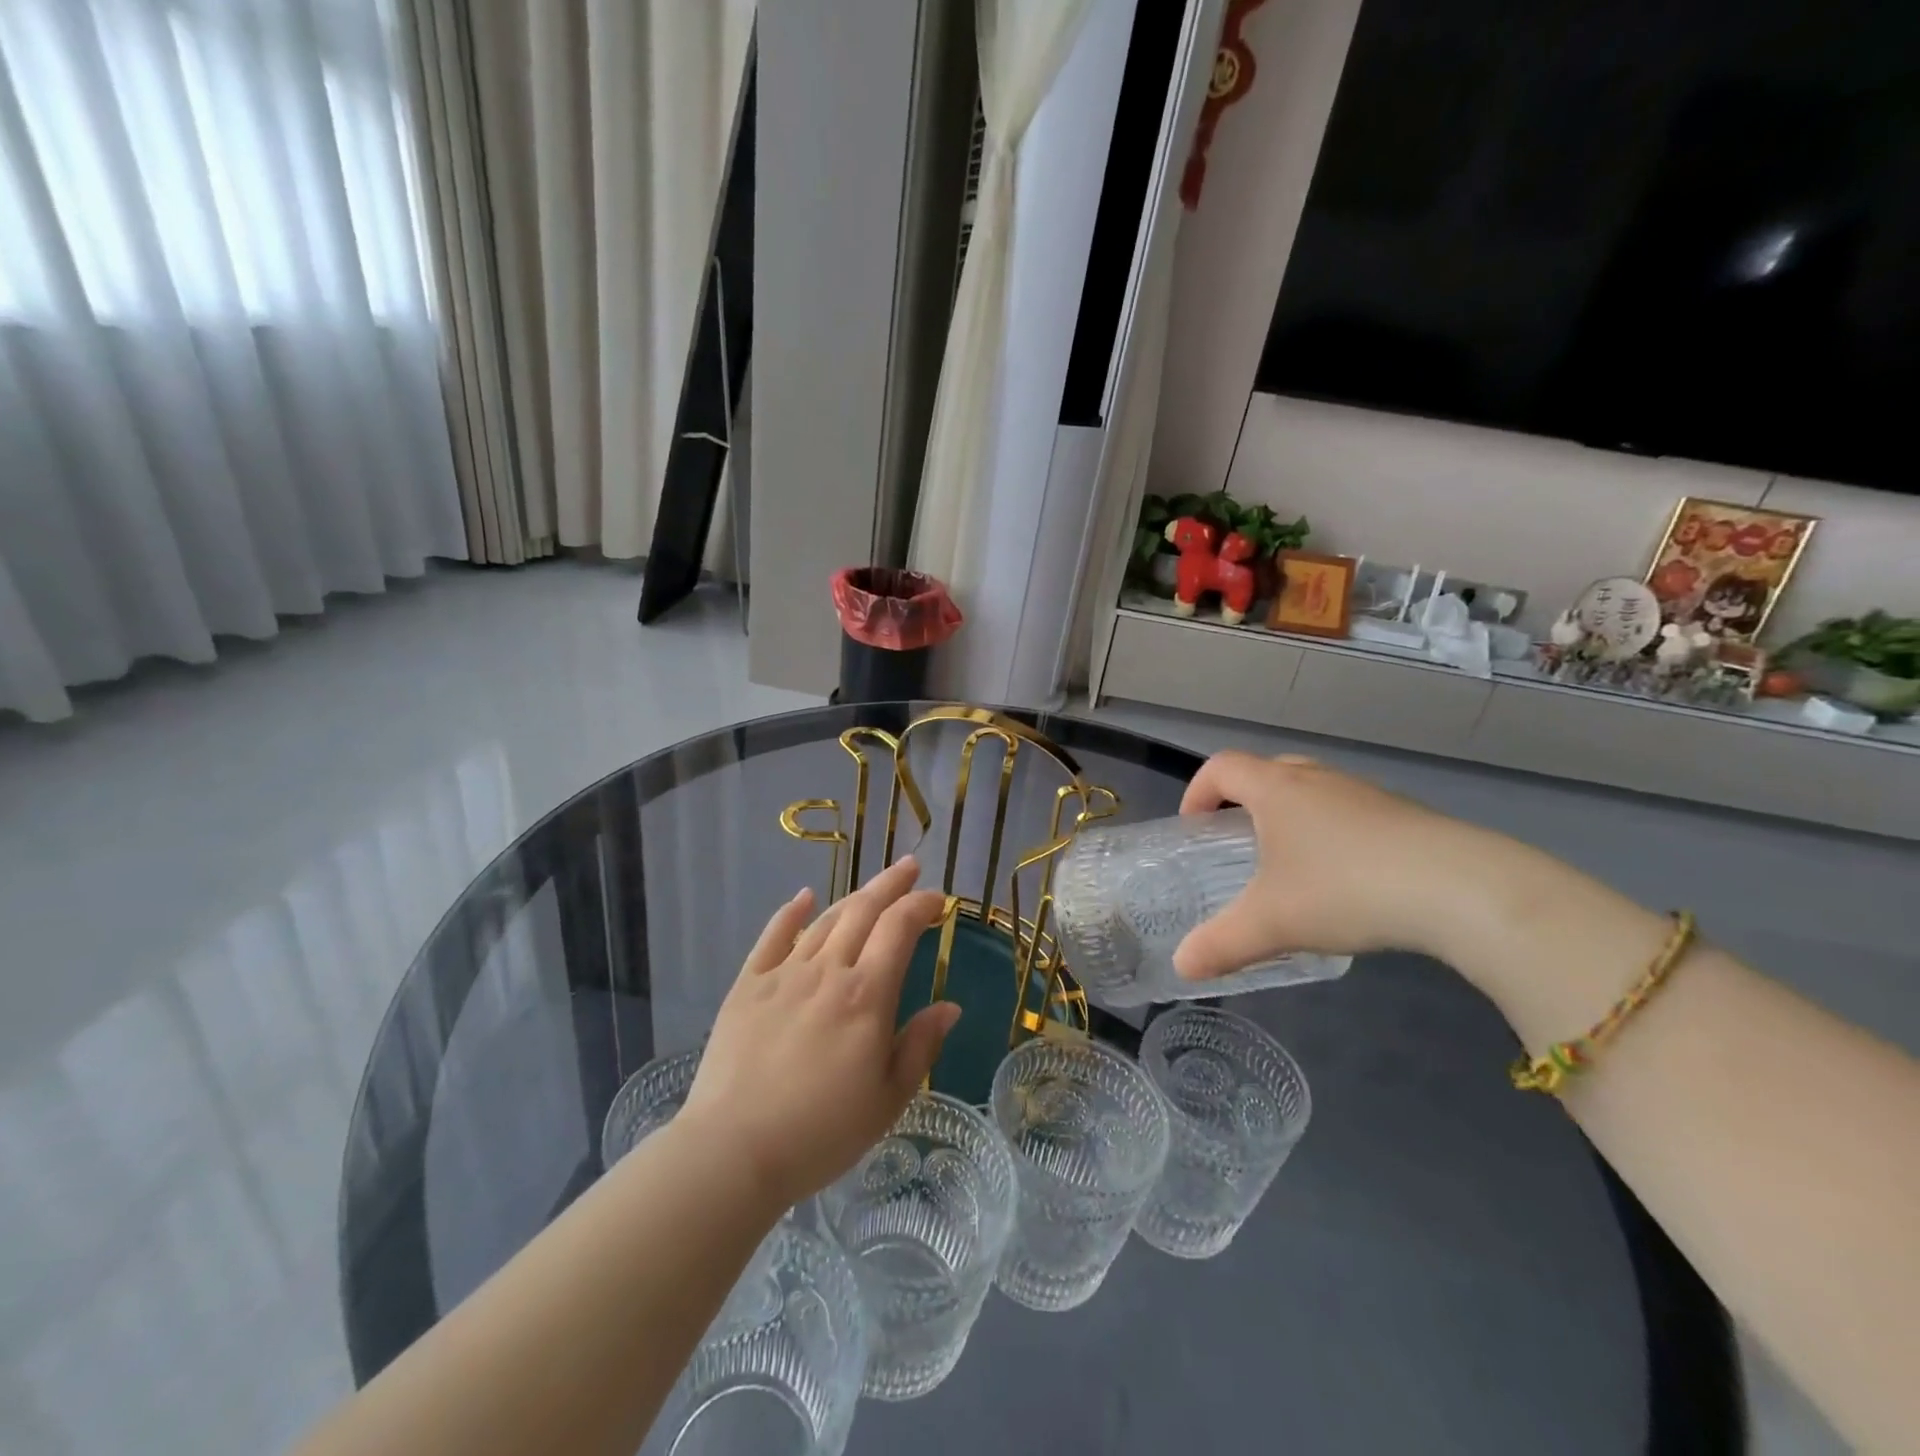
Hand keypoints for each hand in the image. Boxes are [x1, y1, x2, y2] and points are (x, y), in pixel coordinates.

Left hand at [679, 857, 959, 1210]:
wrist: (733, 1151)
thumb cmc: (820, 1133)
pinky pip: (773, 936)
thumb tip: (949, 1006)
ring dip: (853, 896)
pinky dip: (791, 912)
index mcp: (866, 996)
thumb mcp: (888, 1100)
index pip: (899, 929)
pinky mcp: (748, 985)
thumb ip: (920, 1046)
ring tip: (873, 887)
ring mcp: (784, 974)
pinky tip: (804, 897)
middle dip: (891, 884)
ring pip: (825, 920)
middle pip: (863, 911)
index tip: (937, 900)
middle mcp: (828, 971)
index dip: (921, 906)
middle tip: (910, 866)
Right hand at [1173, 752, 1483, 978]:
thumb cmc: (1345, 889)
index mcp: (1277, 789)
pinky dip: (1330, 832)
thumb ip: (1221, 944)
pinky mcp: (1402, 815)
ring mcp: (1365, 793)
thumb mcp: (1273, 923)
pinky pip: (1348, 811)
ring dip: (1289, 815)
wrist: (1461, 887)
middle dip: (1242, 799)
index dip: (1198, 791)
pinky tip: (1344, 879)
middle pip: (1267, 770)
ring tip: (1288, 863)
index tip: (1193, 826)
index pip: (1222, 767)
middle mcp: (1318, 779)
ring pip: (1312, 790)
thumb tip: (1182, 967)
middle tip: (1236, 839)